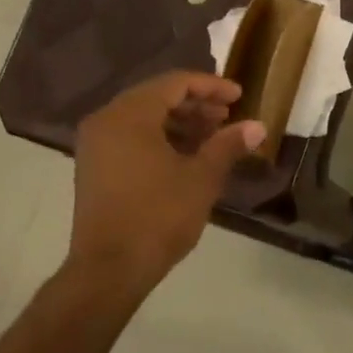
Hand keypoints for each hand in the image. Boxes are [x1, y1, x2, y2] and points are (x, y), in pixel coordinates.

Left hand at [68, 71, 264, 298]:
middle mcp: (106, 121)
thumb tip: (257, 126)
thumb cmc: (158, 216)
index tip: (239, 96)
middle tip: (228, 116)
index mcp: (129, 115)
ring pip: (143, 117)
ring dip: (180, 121)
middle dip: (196, 104)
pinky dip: (160, 137)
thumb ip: (228, 145)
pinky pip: (131, 137)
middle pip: (156, 96)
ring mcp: (95, 145)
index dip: (211, 86)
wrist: (109, 269)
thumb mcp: (202, 178)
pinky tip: (187, 155)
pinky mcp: (95, 168)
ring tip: (213, 136)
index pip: (174, 83)